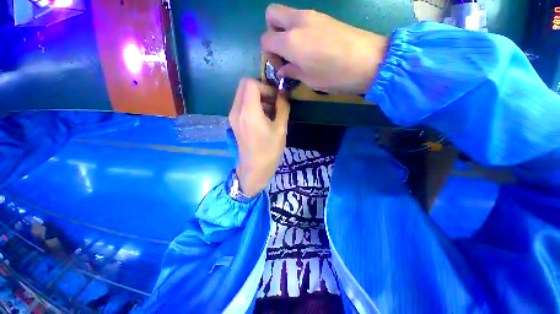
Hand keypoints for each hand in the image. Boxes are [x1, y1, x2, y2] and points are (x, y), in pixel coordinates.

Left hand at [229, 78, 289, 196]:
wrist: (254, 169)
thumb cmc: (269, 150)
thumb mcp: (281, 129)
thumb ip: (283, 107)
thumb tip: (283, 93)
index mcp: (248, 111)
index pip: (251, 83)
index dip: (266, 87)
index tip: (276, 98)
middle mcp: (236, 110)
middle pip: (244, 86)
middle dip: (260, 89)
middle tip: (273, 101)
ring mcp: (232, 116)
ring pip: (242, 95)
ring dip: (256, 97)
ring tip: (270, 111)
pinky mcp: (233, 122)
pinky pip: (241, 104)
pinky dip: (252, 104)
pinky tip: (262, 117)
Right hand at [261, 4, 387, 94]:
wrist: (370, 61)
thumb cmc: (335, 76)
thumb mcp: (309, 80)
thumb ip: (292, 71)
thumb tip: (283, 69)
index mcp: (291, 41)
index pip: (266, 39)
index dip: (268, 55)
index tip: (280, 66)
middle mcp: (298, 22)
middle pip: (271, 14)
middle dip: (272, 32)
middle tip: (283, 51)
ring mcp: (313, 16)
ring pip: (287, 14)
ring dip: (286, 31)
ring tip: (298, 52)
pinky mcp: (324, 17)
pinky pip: (302, 19)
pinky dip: (299, 30)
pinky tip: (310, 47)